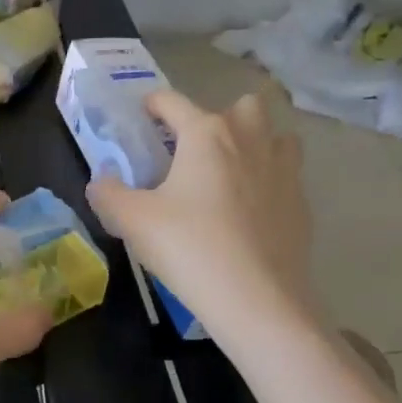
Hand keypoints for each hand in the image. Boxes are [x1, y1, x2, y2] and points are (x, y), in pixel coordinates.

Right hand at [85, 91, 316, 338]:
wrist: (256, 299)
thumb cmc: (189, 248)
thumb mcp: (132, 221)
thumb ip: (109, 194)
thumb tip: (100, 183)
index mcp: (206, 136)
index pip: (174, 102)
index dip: (153, 103)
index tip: (143, 113)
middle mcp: (249, 141)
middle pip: (242, 106)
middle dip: (220, 117)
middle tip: (195, 150)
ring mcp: (283, 171)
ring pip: (276, 136)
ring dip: (256, 143)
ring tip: (231, 173)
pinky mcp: (301, 205)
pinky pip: (287, 176)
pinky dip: (270, 182)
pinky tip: (251, 212)